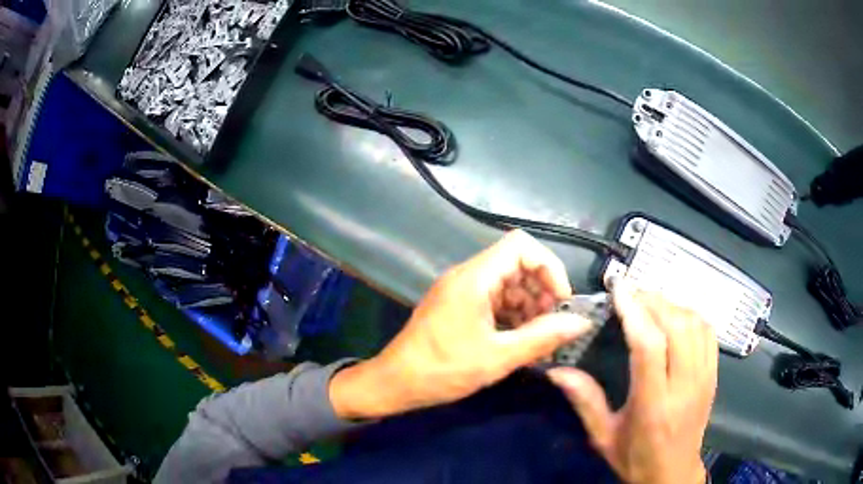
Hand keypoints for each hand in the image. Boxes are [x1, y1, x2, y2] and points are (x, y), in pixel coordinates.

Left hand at [331, 230, 590, 419]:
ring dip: (528, 306)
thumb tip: (581, 322)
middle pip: (516, 264)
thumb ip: (543, 338)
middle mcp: (467, 276)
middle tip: (552, 324)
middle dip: (541, 291)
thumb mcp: (498, 357)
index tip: (560, 301)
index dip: (548, 267)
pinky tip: (519, 340)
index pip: (521, 245)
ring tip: (537, 337)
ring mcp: (461, 291)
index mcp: (474, 278)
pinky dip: (512, 315)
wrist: (395, 384)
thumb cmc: (443, 370)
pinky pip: (494, 299)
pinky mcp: (458, 306)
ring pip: (507, 283)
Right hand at [547, 284, 716, 483]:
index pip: (648, 346)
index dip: (634, 311)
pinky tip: (675, 317)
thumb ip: (585, 401)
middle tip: (631, 294)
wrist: (672, 474)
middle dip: (653, 301)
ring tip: (650, 303)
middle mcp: (684, 386)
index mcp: (653, 405)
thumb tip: (557, 371)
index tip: (618, 289)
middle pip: (676, 326)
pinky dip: (691, 315)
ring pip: (695, 324)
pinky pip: (708, 332)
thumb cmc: (635, 458)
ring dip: (672, 305)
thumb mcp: (604, 437)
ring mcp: (704, 378)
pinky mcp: (714, 374)